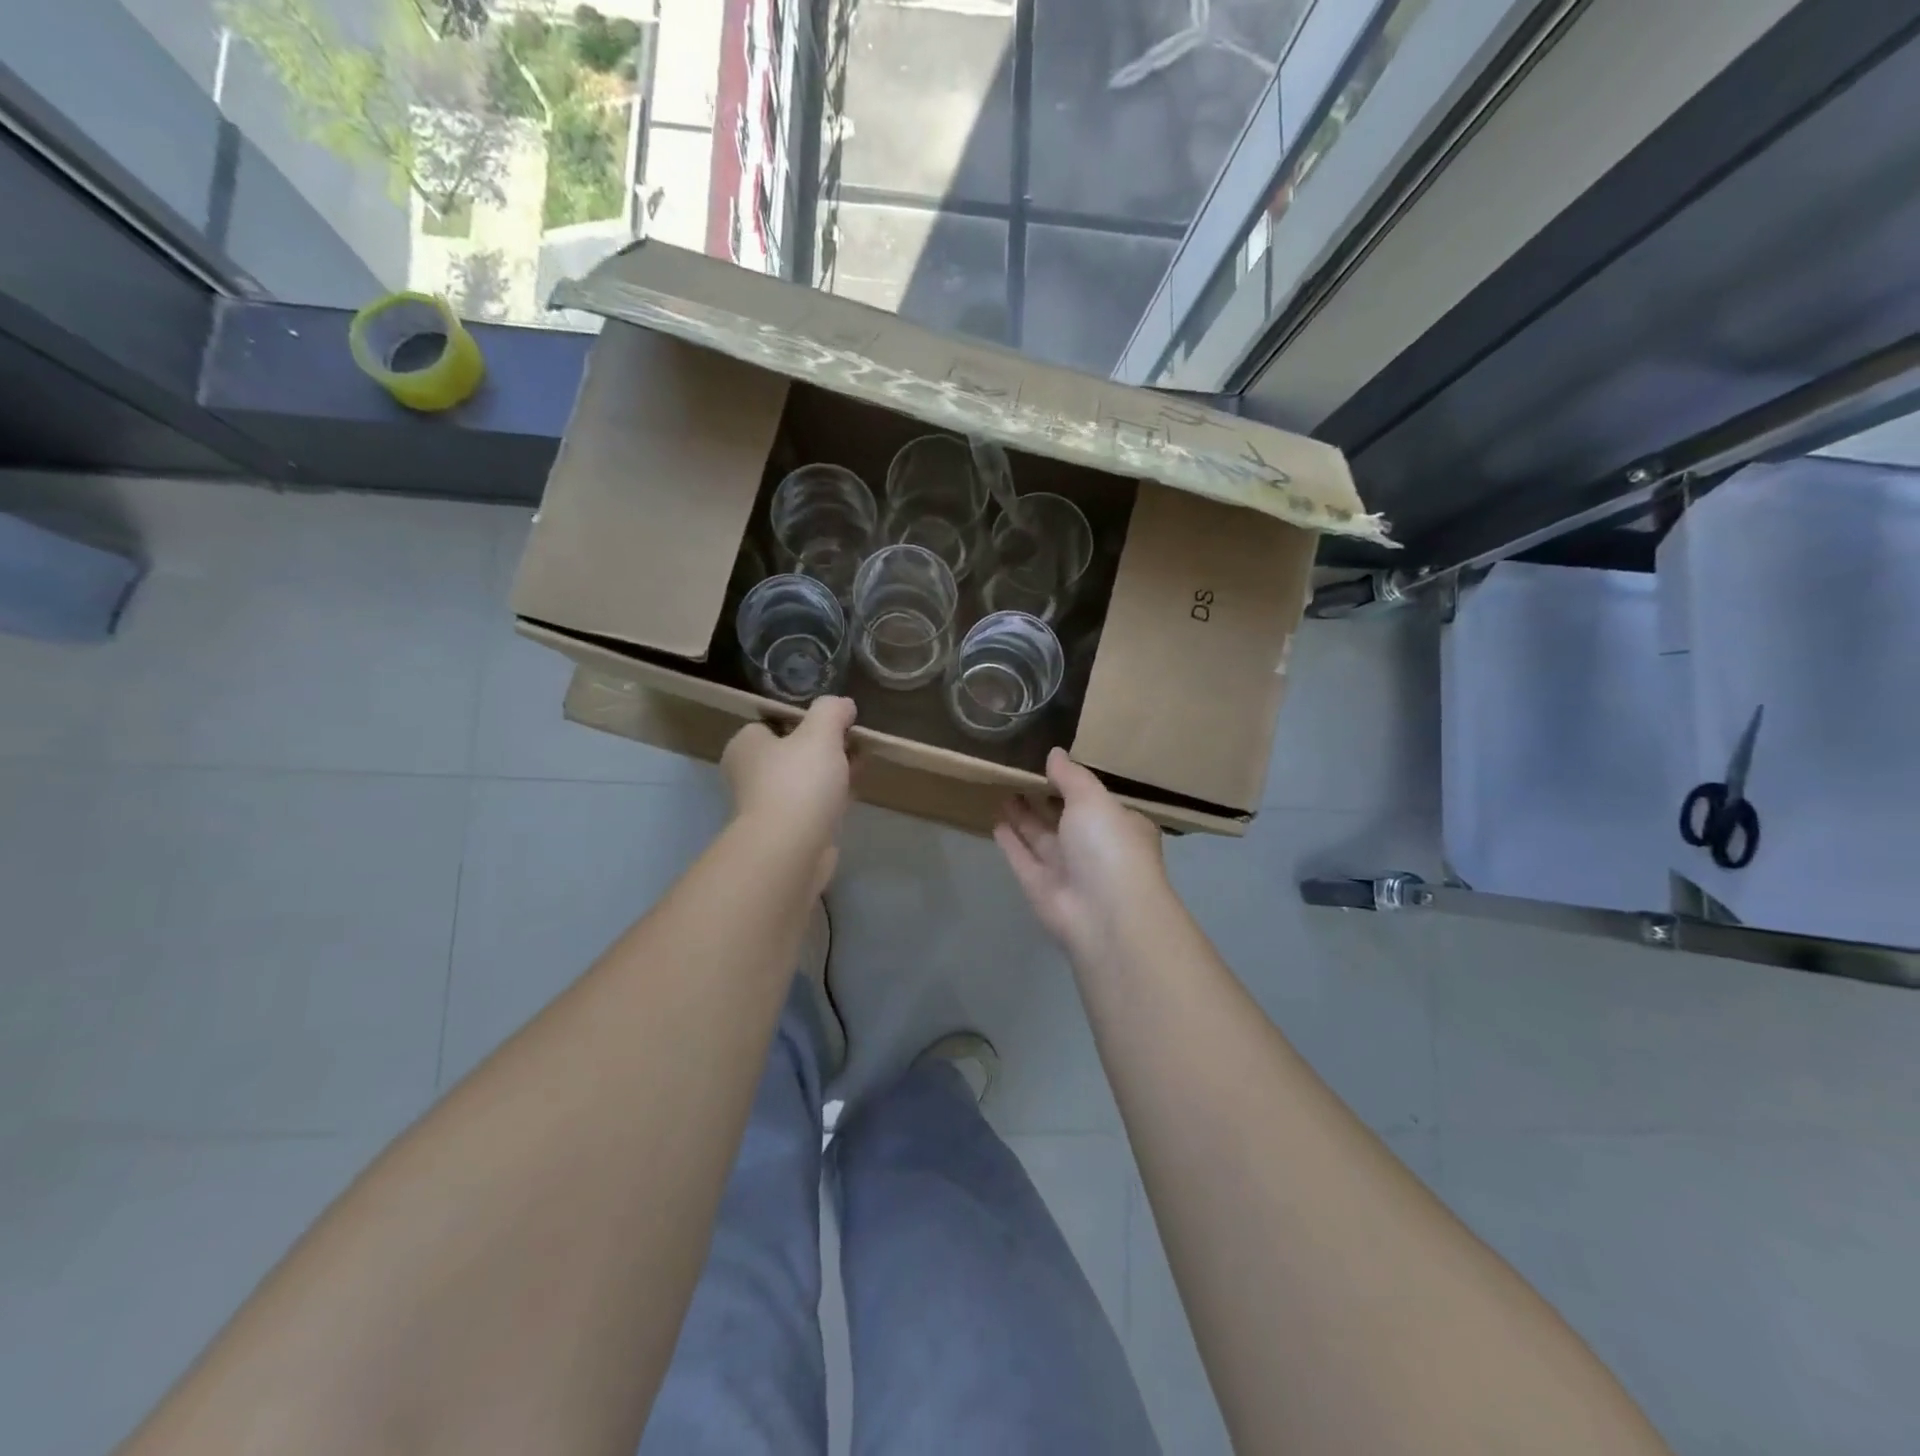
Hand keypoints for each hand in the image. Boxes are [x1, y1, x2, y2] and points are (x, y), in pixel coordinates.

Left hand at [722, 697, 856, 890]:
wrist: (791, 849)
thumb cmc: (798, 782)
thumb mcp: (820, 732)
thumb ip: (832, 711)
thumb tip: (844, 705)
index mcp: (746, 745)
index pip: (773, 722)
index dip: (806, 719)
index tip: (836, 721)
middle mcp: (750, 774)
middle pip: (792, 751)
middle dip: (824, 747)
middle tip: (854, 742)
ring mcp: (767, 806)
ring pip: (804, 780)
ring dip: (830, 773)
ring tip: (861, 764)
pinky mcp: (787, 831)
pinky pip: (813, 806)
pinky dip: (831, 799)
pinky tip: (854, 794)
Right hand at [994, 748, 1169, 964]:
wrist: (1105, 914)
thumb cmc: (1109, 846)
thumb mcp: (1093, 799)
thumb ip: (1071, 776)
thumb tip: (1055, 753)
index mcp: (1120, 825)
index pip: (1097, 800)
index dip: (1076, 783)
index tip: (1052, 763)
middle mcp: (1095, 848)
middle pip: (1065, 818)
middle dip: (1045, 798)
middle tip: (1020, 772)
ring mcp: (1067, 870)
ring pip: (1041, 837)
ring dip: (1024, 816)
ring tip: (1004, 790)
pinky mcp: (1041, 887)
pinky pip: (1023, 858)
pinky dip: (1011, 842)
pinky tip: (996, 822)